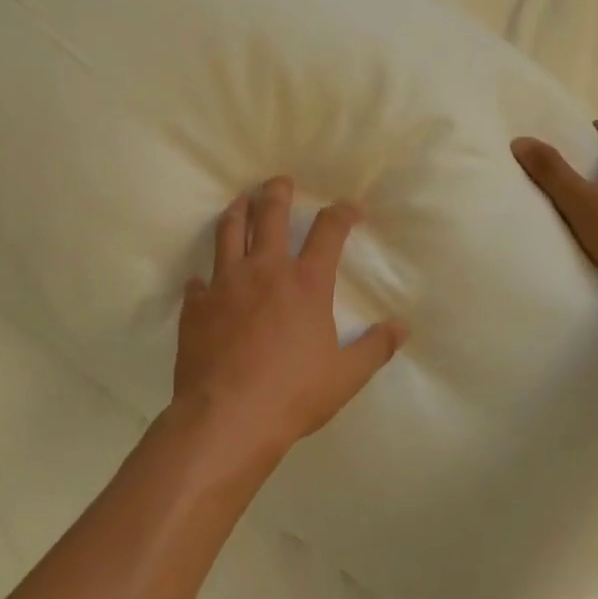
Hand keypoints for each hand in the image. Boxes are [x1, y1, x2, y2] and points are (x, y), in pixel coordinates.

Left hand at [170, 178, 408, 475]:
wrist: (227, 417)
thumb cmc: (293, 394)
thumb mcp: (345, 376)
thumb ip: (375, 348)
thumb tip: (401, 327)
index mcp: (306, 283)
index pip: (328, 232)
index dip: (342, 213)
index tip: (350, 206)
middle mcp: (265, 271)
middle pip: (270, 215)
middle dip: (277, 192)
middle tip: (279, 181)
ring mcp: (225, 284)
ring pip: (229, 233)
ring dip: (237, 212)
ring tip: (240, 201)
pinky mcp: (196, 306)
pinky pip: (199, 281)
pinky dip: (205, 276)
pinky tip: (204, 279)